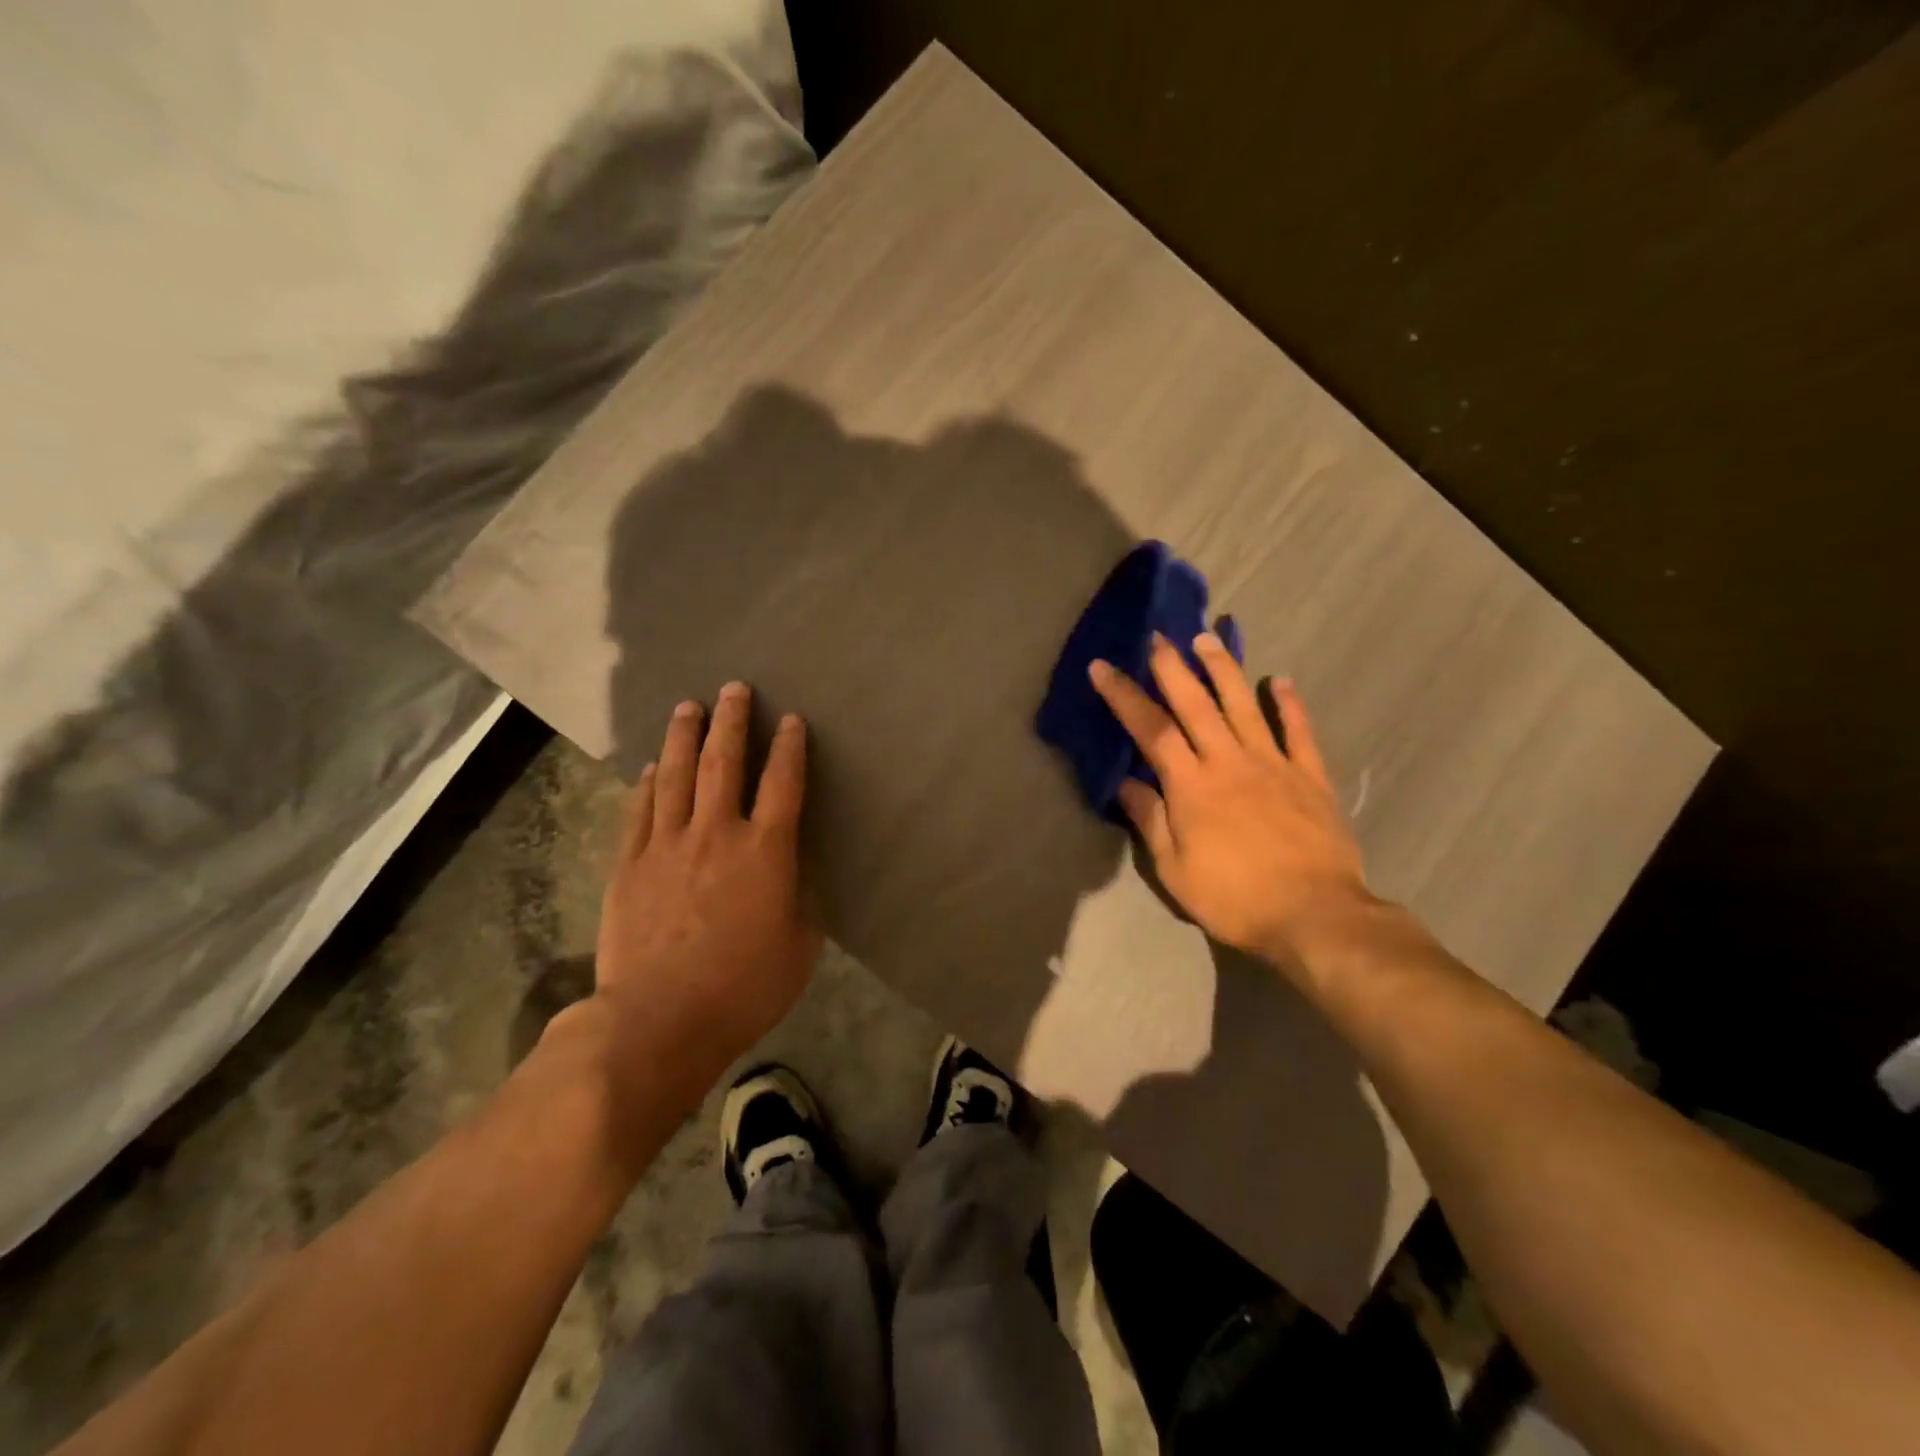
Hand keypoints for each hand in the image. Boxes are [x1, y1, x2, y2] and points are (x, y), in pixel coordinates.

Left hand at [589, 683, 819, 1089]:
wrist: (659, 1019)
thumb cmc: (744, 988)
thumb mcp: (800, 948)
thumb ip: (800, 902)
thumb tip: (793, 878)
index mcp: (765, 851)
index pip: (782, 783)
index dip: (789, 747)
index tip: (790, 719)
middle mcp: (716, 834)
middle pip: (723, 763)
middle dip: (731, 722)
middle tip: (732, 688)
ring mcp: (667, 846)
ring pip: (674, 776)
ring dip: (683, 737)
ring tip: (687, 707)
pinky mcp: (629, 865)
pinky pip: (640, 811)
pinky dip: (646, 784)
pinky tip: (650, 767)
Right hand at [1089, 634, 1373, 971]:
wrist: (1316, 916)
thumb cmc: (1235, 898)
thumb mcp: (1175, 870)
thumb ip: (1151, 820)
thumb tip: (1126, 782)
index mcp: (1192, 785)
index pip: (1151, 729)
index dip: (1124, 695)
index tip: (1103, 667)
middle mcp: (1230, 761)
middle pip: (1196, 704)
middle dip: (1172, 667)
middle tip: (1158, 636)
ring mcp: (1274, 764)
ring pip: (1244, 705)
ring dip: (1224, 670)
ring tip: (1209, 640)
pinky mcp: (1310, 777)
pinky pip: (1299, 732)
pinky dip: (1291, 704)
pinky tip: (1281, 681)